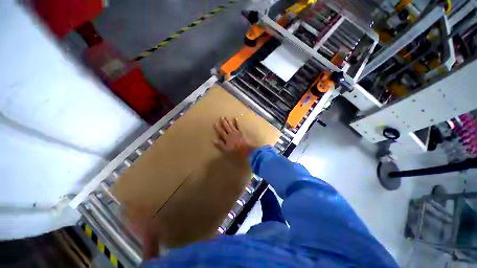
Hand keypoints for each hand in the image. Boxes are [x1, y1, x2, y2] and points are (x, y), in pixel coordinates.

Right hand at [214, 117, 254, 155]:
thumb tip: (213, 139)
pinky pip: (238, 126)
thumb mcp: (226, 149)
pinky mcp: (241, 132)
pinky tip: (235, 118)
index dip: (218, 127)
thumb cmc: (235, 150)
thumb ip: (220, 144)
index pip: (221, 132)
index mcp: (227, 137)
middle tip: (221, 117)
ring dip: (229, 121)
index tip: (215, 123)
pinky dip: (237, 122)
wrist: (245, 148)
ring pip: (231, 125)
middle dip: (224, 122)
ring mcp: (236, 132)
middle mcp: (231, 133)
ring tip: (226, 117)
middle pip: (226, 127)